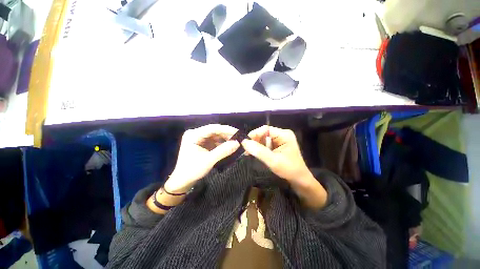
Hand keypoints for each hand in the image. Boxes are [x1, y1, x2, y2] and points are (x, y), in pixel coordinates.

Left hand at [164, 124, 239, 192]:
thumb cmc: (192, 170)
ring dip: (225, 139)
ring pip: (216, 136)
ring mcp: (199, 139)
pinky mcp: (202, 144)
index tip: (238, 132)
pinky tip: (229, 146)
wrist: (182, 181)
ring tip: (236, 142)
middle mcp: (196, 133)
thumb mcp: (208, 160)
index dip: (226, 129)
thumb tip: (237, 143)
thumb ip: (223, 151)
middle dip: (227, 134)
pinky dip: (222, 144)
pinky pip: (214, 141)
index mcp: (194, 134)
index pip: (212, 128)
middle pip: (214, 131)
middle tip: (239, 138)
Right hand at [241, 126, 311, 184]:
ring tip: (249, 153)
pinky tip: (255, 154)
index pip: (265, 129)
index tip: (245, 143)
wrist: (299, 180)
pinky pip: (266, 144)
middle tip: (246, 150)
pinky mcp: (278, 145)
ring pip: (263, 139)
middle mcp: (282, 134)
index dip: (254, 134)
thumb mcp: (273, 161)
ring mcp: (280, 140)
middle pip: (264, 133)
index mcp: (284, 134)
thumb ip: (259, 151)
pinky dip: (260, 149)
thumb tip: (244, 142)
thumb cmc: (289, 170)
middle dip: (255, 141)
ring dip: (256, 145)